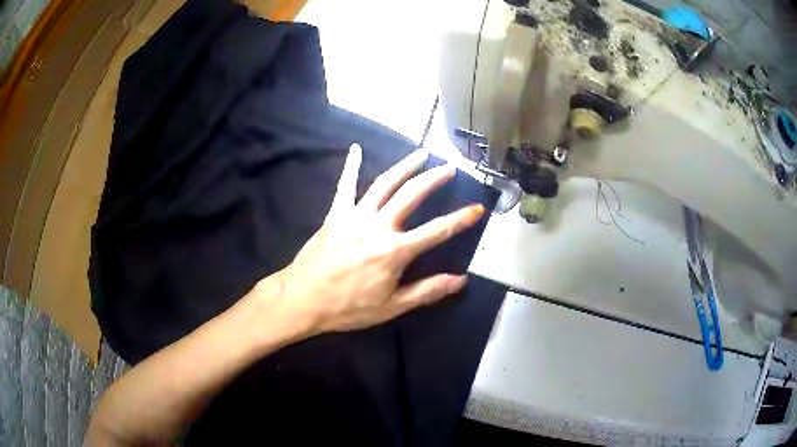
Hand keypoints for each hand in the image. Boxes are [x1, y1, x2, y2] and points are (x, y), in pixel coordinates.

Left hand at [252, 144, 484, 336]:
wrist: (303, 299)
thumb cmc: (348, 307)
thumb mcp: (392, 306)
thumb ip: (427, 291)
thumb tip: (460, 281)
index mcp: (395, 251)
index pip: (437, 231)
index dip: (460, 220)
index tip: (478, 208)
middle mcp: (378, 226)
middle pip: (411, 195)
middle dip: (434, 179)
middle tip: (450, 167)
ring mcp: (355, 216)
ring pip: (384, 184)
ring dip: (405, 166)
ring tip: (421, 153)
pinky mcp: (336, 214)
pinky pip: (345, 186)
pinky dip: (351, 166)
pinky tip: (355, 149)